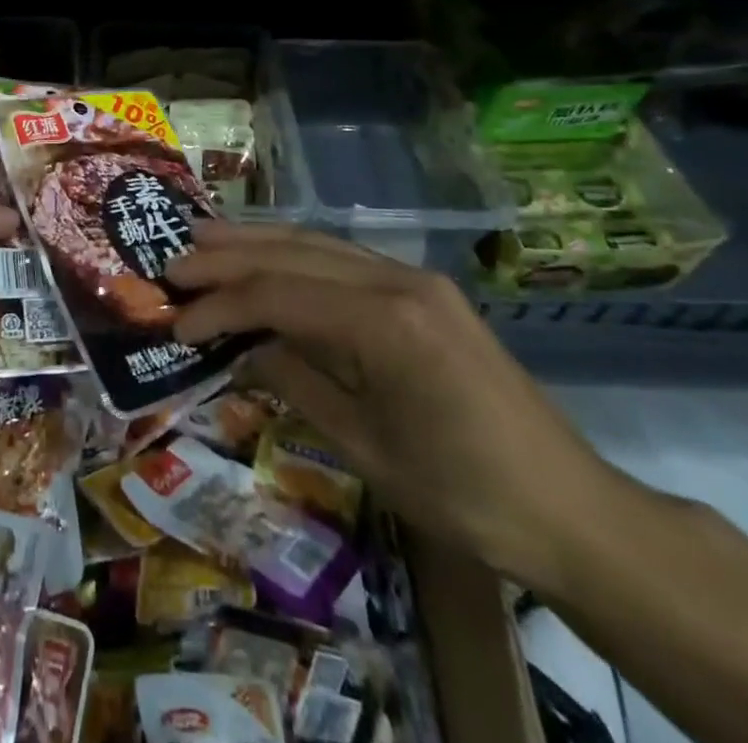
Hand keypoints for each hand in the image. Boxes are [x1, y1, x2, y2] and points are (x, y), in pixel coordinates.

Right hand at [170, 225, 629, 588]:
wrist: (572, 509)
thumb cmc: (465, 494)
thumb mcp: (366, 448)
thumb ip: (297, 382)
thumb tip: (242, 346)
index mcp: (385, 322)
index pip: (279, 295)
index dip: (221, 305)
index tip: (176, 322)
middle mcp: (397, 281)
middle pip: (295, 254)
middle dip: (230, 256)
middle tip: (175, 258)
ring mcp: (414, 279)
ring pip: (319, 244)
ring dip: (259, 242)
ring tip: (206, 238)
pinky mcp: (423, 291)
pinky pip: (345, 260)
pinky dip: (297, 256)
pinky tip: (269, 257)